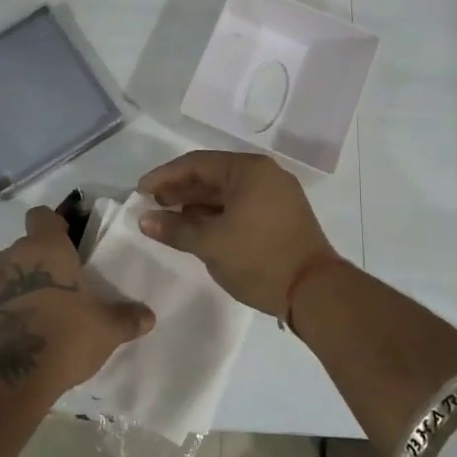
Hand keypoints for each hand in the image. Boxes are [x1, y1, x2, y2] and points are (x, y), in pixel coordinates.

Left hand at [0, 206, 155, 393]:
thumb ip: (127, 317)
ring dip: (8, 285)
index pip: (41, 216)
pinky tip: (6, 332)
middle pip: (18, 248)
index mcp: (44, 248)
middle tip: (52, 287)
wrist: (15, 376)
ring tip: (27, 310)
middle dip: (31, 262)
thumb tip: (148, 316)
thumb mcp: (107, 328)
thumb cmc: (66, 336)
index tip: (63, 242)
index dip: (51, 225)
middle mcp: (10, 257)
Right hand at [137, 151, 337, 318]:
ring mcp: (277, 195)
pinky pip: (240, 205)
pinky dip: (217, 214)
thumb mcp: (210, 243)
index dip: (164, 176)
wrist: (315, 292)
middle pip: (212, 175)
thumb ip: (175, 229)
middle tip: (152, 205)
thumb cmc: (259, 258)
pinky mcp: (281, 216)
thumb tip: (145, 219)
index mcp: (249, 170)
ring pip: (227, 192)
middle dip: (180, 190)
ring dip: (197, 204)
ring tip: (170, 220)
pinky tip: (198, 229)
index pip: (196, 163)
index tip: (140, 191)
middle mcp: (265, 174)